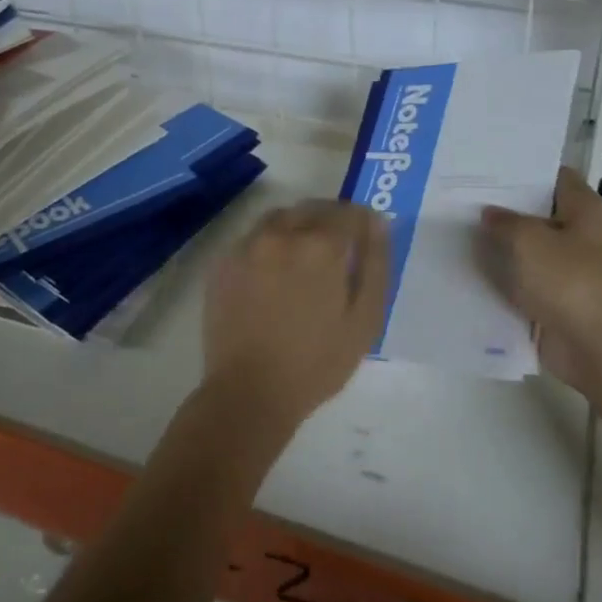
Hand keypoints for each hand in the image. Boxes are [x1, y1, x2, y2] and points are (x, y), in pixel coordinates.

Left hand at [203, 200, 388, 432]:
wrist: (248, 392)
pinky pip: (253, 238)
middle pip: (312, 208)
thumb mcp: (364, 319)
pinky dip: (269, 245)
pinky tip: (273, 276)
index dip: (362, 222)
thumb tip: (378, 222)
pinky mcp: (222, 262)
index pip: (348, 212)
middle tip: (338, 249)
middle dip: (330, 220)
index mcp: (320, 245)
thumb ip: (375, 264)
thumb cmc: (316, 363)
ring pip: (279, 218)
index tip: (365, 238)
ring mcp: (247, 245)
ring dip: (297, 227)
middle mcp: (281, 233)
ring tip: (304, 260)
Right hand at [477, 167, 601, 390]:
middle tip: (461, 198)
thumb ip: (503, 222)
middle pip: (537, 213)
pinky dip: (502, 279)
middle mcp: (581, 235)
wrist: (599, 349)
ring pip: (527, 249)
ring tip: (456, 230)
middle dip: (503, 209)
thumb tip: (490, 215)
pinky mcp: (556, 300)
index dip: (522, 170)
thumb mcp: (528, 240)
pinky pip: (524, 282)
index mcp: (585, 209)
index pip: (553, 176)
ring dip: (499, 246)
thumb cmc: (570, 281)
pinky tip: (467, 270)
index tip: (486, 168)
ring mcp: (569, 270)